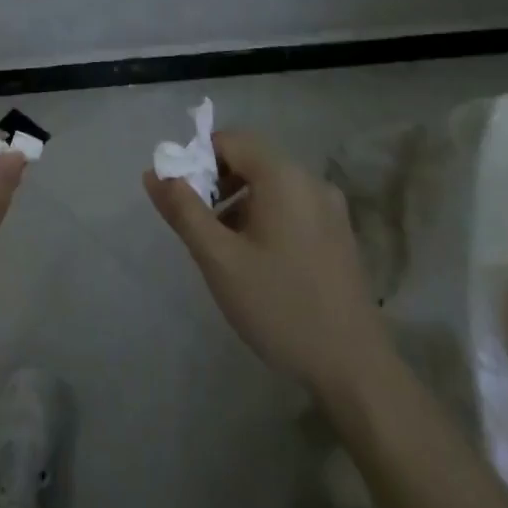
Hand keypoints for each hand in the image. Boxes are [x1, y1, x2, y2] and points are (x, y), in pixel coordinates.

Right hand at [145, 130, 389, 392]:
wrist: (354, 368)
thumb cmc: (279, 306)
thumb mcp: (219, 259)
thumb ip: (183, 210)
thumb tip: (153, 173)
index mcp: (283, 177)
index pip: (229, 140)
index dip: (197, 159)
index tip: (181, 198)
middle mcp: (310, 180)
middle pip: (251, 159)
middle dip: (216, 183)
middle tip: (198, 225)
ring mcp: (330, 207)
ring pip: (270, 185)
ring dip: (239, 202)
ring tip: (223, 247)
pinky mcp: (338, 233)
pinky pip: (291, 205)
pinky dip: (264, 216)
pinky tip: (257, 260)